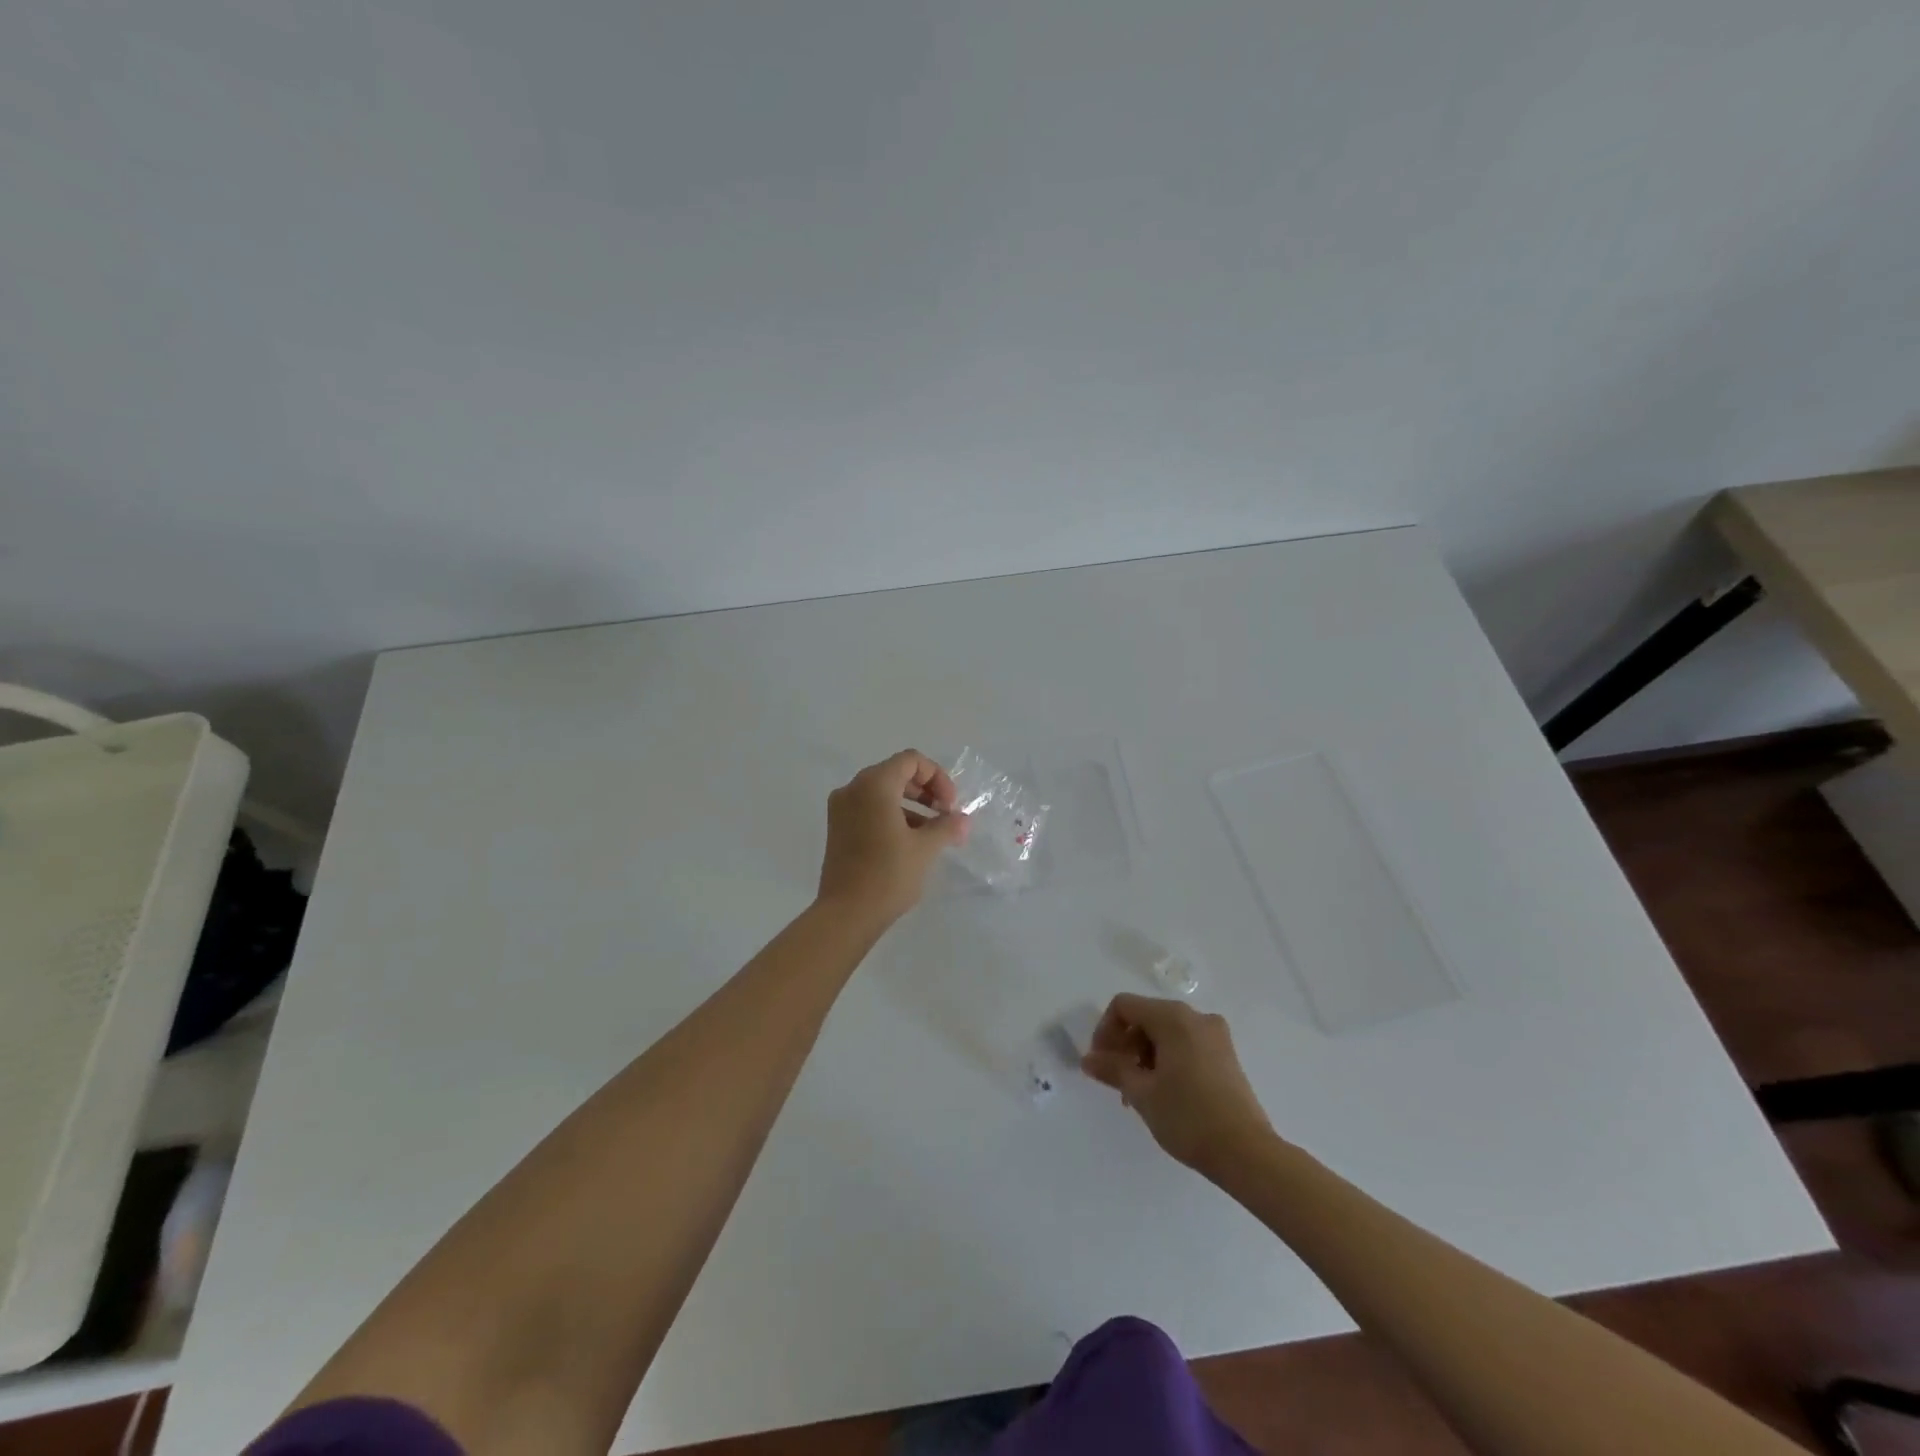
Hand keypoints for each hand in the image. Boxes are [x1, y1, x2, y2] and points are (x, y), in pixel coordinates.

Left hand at [817, 750, 969, 924]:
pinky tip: (910, 842)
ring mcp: (841, 809)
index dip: (937, 778)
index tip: (950, 806)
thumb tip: (963, 820)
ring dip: (911, 805)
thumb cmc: (888, 874)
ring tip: (932, 833)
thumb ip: (946, 827)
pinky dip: (892, 815)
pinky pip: (869, 809)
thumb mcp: (925, 848)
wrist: (846, 914)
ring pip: (883, 792)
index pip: (911, 761)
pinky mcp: (837, 828)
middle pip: (896, 773)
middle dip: (926, 791)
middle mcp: (853, 789)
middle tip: (945, 815)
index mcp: (874, 785)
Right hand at [1081, 994, 1274, 1172]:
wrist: (1247, 1153)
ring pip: (1165, 1032)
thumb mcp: (1141, 1093)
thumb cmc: (1188, 1117)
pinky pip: (1185, 1044)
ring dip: (1144, 1056)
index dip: (1105, 1030)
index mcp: (1173, 1017)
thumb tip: (1088, 1059)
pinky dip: (1166, 1060)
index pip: (1124, 1006)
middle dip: (1125, 1045)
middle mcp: (1196, 1017)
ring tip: (1139, 1094)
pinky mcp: (1226, 1056)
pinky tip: (1163, 1093)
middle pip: (1146, 1017)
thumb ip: (1112, 1069)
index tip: (1101, 1063)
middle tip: (1117, 1082)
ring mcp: (1215, 1036)